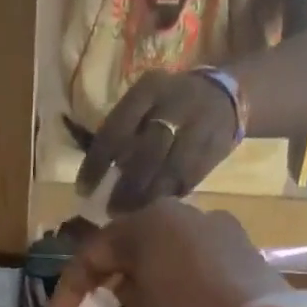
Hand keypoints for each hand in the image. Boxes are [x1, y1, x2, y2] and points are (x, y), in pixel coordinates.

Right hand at [48, 199, 284, 306]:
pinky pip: (199, 273)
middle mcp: (190, 216)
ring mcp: (227, 235)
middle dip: (111, 289)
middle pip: (134, 253)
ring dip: (146, 292)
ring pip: (168, 262)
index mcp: (150, 224)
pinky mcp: (254, 261)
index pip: (94, 252)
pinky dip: (179, 295)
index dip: (70, 289)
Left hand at [77, 70, 240, 212]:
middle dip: (125, 187)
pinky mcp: (216, 147)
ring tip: (133, 216)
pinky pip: (190, 178)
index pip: (115, 131)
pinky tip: (158, 208)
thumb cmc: (168, 103)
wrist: (223, 93)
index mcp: (148, 90)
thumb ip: (121, 131)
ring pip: (170, 170)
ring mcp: (199, 125)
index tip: (84, 190)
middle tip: (111, 211)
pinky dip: (171, 195)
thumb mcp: (143, 102)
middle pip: (145, 153)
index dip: (96, 164)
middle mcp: (175, 104)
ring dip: (149, 197)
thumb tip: (96, 177)